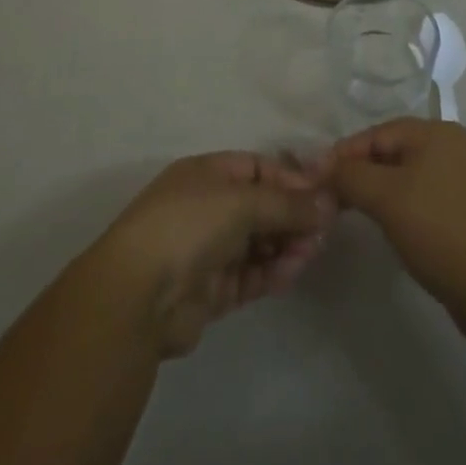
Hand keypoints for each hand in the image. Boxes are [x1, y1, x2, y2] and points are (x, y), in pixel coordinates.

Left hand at [86, 152, 335, 357]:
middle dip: (292, 215)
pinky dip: (273, 272)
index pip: (257, 168)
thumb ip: (288, 204)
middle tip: (325, 228)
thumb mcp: (243, 201)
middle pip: (261, 206)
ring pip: (258, 242)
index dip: (290, 178)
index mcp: (207, 174)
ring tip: (312, 251)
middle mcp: (207, 207)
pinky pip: (251, 276)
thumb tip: (328, 202)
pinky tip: (293, 270)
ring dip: (286, 244)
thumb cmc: (189, 225)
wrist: (137, 296)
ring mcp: (208, 250)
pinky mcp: (211, 291)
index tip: (323, 193)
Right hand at [328, 119, 465, 342]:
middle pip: (395, 152)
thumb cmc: (440, 230)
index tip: (317, 179)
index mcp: (437, 131)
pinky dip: (408, 208)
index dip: (344, 154)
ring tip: (359, 215)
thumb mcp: (386, 198)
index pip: (378, 133)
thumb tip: (321, 166)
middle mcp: (456, 146)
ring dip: (384, 192)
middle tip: (334, 200)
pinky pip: (429, 199)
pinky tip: (397, 230)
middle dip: (363, 173)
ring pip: (412, 177)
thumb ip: (350, 176)